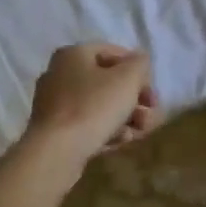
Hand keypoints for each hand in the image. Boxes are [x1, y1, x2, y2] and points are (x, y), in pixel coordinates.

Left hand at [23, 43, 160, 170]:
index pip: (113, 53)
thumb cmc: (94, 106)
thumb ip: (140, 63)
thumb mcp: (128, 78)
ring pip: (99, 106)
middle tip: (151, 113)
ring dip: (125, 117)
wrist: (56, 153)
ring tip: (140, 132)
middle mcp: (59, 75)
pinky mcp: (54, 132)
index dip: (137, 70)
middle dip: (135, 99)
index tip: (150, 90)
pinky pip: (87, 125)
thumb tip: (139, 61)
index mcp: (73, 54)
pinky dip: (106, 131)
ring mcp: (54, 105)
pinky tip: (120, 142)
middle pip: (108, 83)